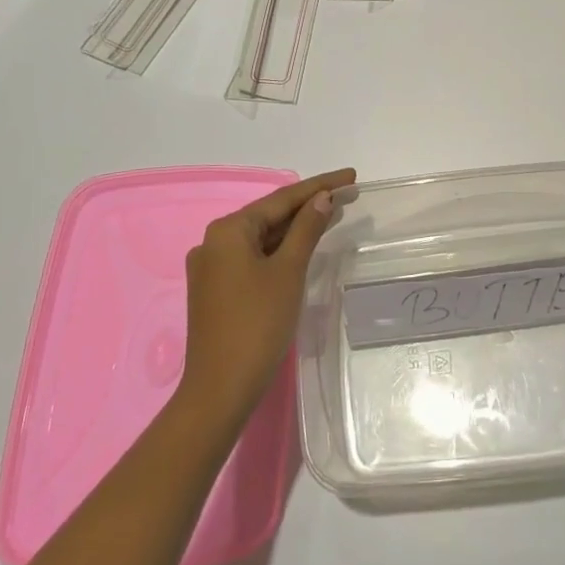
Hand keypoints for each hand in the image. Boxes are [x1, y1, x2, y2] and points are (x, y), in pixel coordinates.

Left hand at [182, 168, 356, 413]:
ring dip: (296, 227)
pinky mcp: (217, 289)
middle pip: (270, 215)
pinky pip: (254, 257)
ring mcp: (213, 267)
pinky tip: (303, 245)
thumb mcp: (289, 271)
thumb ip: (306, 229)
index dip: (320, 186)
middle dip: (309, 205)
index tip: (351, 176)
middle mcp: (214, 242)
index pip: (282, 199)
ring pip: (262, 237)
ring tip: (334, 213)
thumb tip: (322, 198)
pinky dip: (280, 249)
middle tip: (349, 194)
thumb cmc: (258, 323)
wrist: (221, 388)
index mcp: (228, 231)